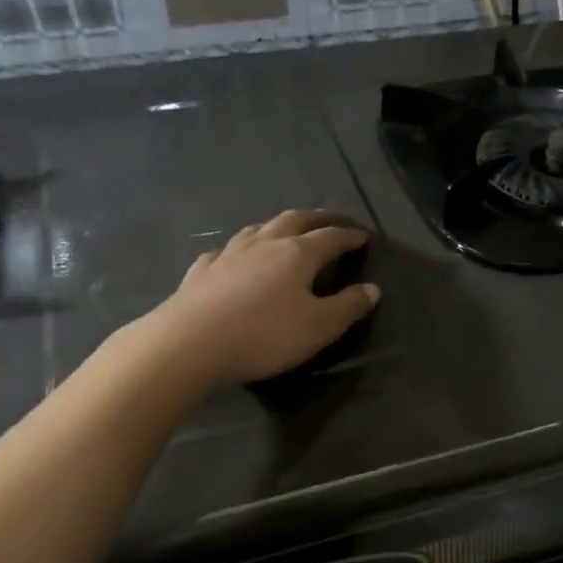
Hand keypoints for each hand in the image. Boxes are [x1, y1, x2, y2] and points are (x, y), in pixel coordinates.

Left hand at [144, 210, 380, 387]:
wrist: (189, 344)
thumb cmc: (264, 335)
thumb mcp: (319, 327)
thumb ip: (348, 307)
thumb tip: (373, 288)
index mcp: (297, 254)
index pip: (331, 237)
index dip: (350, 236)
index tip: (364, 237)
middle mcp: (264, 244)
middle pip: (294, 220)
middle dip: (317, 219)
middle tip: (331, 222)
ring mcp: (228, 255)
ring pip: (257, 229)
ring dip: (277, 226)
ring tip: (285, 231)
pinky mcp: (200, 272)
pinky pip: (224, 252)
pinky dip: (238, 250)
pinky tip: (232, 258)